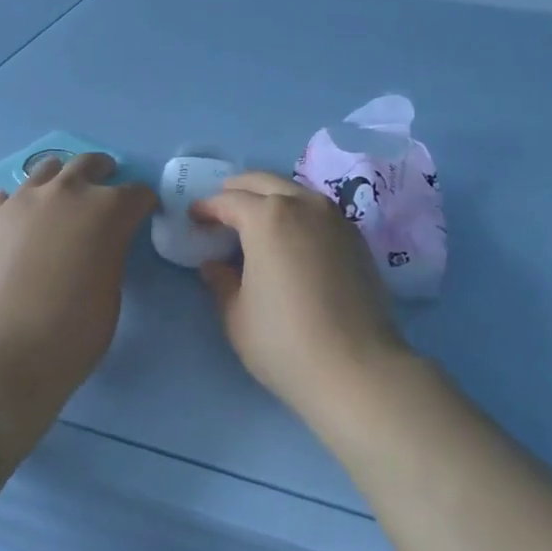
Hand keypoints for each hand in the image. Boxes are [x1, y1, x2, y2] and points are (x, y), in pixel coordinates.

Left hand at [0, 153, 156, 392]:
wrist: (7, 350)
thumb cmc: (74, 331)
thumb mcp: (111, 290)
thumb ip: (109, 254)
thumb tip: (96, 245)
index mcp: (107, 210)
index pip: (137, 193)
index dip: (145, 203)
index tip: (144, 213)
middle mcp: (66, 193)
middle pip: (90, 164)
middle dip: (104, 172)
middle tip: (107, 184)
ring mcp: (23, 201)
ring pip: (47, 169)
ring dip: (62, 177)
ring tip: (63, 193)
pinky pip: (9, 197)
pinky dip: (22, 203)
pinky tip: (22, 218)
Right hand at [191, 171, 410, 420]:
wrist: (357, 368)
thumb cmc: (284, 341)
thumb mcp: (237, 315)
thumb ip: (221, 282)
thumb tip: (214, 265)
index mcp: (267, 217)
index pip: (228, 200)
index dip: (207, 208)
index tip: (194, 218)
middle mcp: (303, 205)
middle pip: (263, 182)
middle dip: (237, 190)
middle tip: (221, 209)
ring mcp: (335, 218)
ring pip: (294, 191)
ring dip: (270, 197)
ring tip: (255, 220)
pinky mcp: (356, 237)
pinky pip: (318, 210)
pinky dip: (297, 212)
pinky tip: (290, 236)